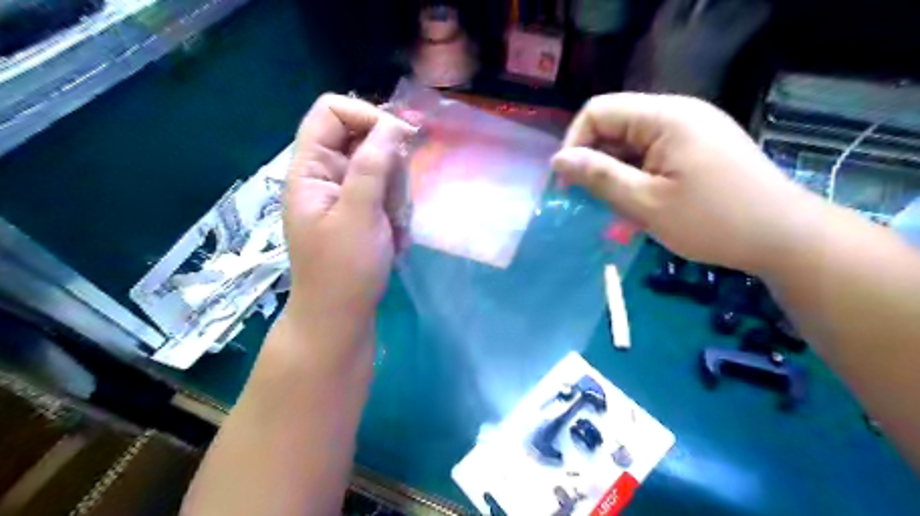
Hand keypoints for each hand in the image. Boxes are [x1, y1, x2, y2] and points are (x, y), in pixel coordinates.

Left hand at [276, 93, 413, 353]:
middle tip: (390, 208)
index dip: (367, 116)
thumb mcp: (360, 215)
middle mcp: (326, 176)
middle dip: (389, 173)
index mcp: (311, 169)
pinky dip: (396, 216)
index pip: (332, 111)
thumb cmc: (345, 270)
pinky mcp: (361, 212)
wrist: (341, 318)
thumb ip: (373, 165)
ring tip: (391, 232)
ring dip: (396, 199)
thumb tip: (393, 123)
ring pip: (384, 171)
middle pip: (366, 142)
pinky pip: (387, 196)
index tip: (402, 139)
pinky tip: (393, 241)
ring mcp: (346, 195)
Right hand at [549, 90, 814, 273]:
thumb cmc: (712, 221)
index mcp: (665, 116)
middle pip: (615, 125)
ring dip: (616, 173)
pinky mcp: (699, 147)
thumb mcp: (645, 203)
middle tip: (591, 201)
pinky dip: (637, 176)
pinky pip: (652, 153)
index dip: (575, 144)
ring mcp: (691, 129)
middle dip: (595, 162)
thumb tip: (558, 159)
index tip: (568, 183)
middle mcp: (678, 112)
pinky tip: (641, 203)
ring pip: (632, 142)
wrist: (783, 237)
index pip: (598, 112)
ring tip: (618, 207)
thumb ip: (598, 177)